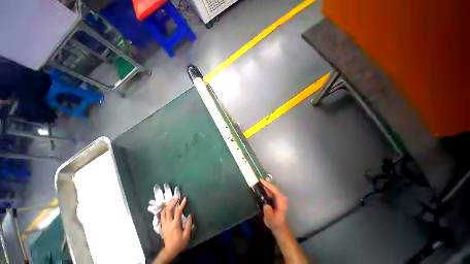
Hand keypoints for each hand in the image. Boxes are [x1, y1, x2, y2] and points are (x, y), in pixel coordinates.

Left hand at [153, 197, 192, 263]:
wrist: (170, 250)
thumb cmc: (179, 242)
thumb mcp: (186, 235)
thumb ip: (188, 224)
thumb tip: (190, 215)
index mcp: (175, 224)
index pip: (178, 211)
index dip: (181, 204)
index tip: (185, 199)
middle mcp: (168, 223)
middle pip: (168, 210)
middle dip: (172, 202)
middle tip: (176, 197)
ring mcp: (164, 224)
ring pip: (163, 212)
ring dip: (167, 205)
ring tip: (171, 200)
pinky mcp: (162, 226)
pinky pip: (162, 216)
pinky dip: (164, 210)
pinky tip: (166, 207)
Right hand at [260, 179, 287, 233]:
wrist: (278, 226)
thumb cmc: (274, 223)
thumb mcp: (271, 220)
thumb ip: (268, 213)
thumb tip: (266, 205)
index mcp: (281, 202)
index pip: (275, 191)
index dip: (268, 185)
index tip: (261, 181)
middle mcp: (281, 198)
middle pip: (274, 188)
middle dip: (266, 183)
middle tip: (258, 180)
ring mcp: (279, 197)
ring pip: (272, 188)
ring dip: (266, 185)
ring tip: (259, 182)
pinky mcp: (276, 198)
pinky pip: (271, 190)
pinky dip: (266, 188)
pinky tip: (262, 186)